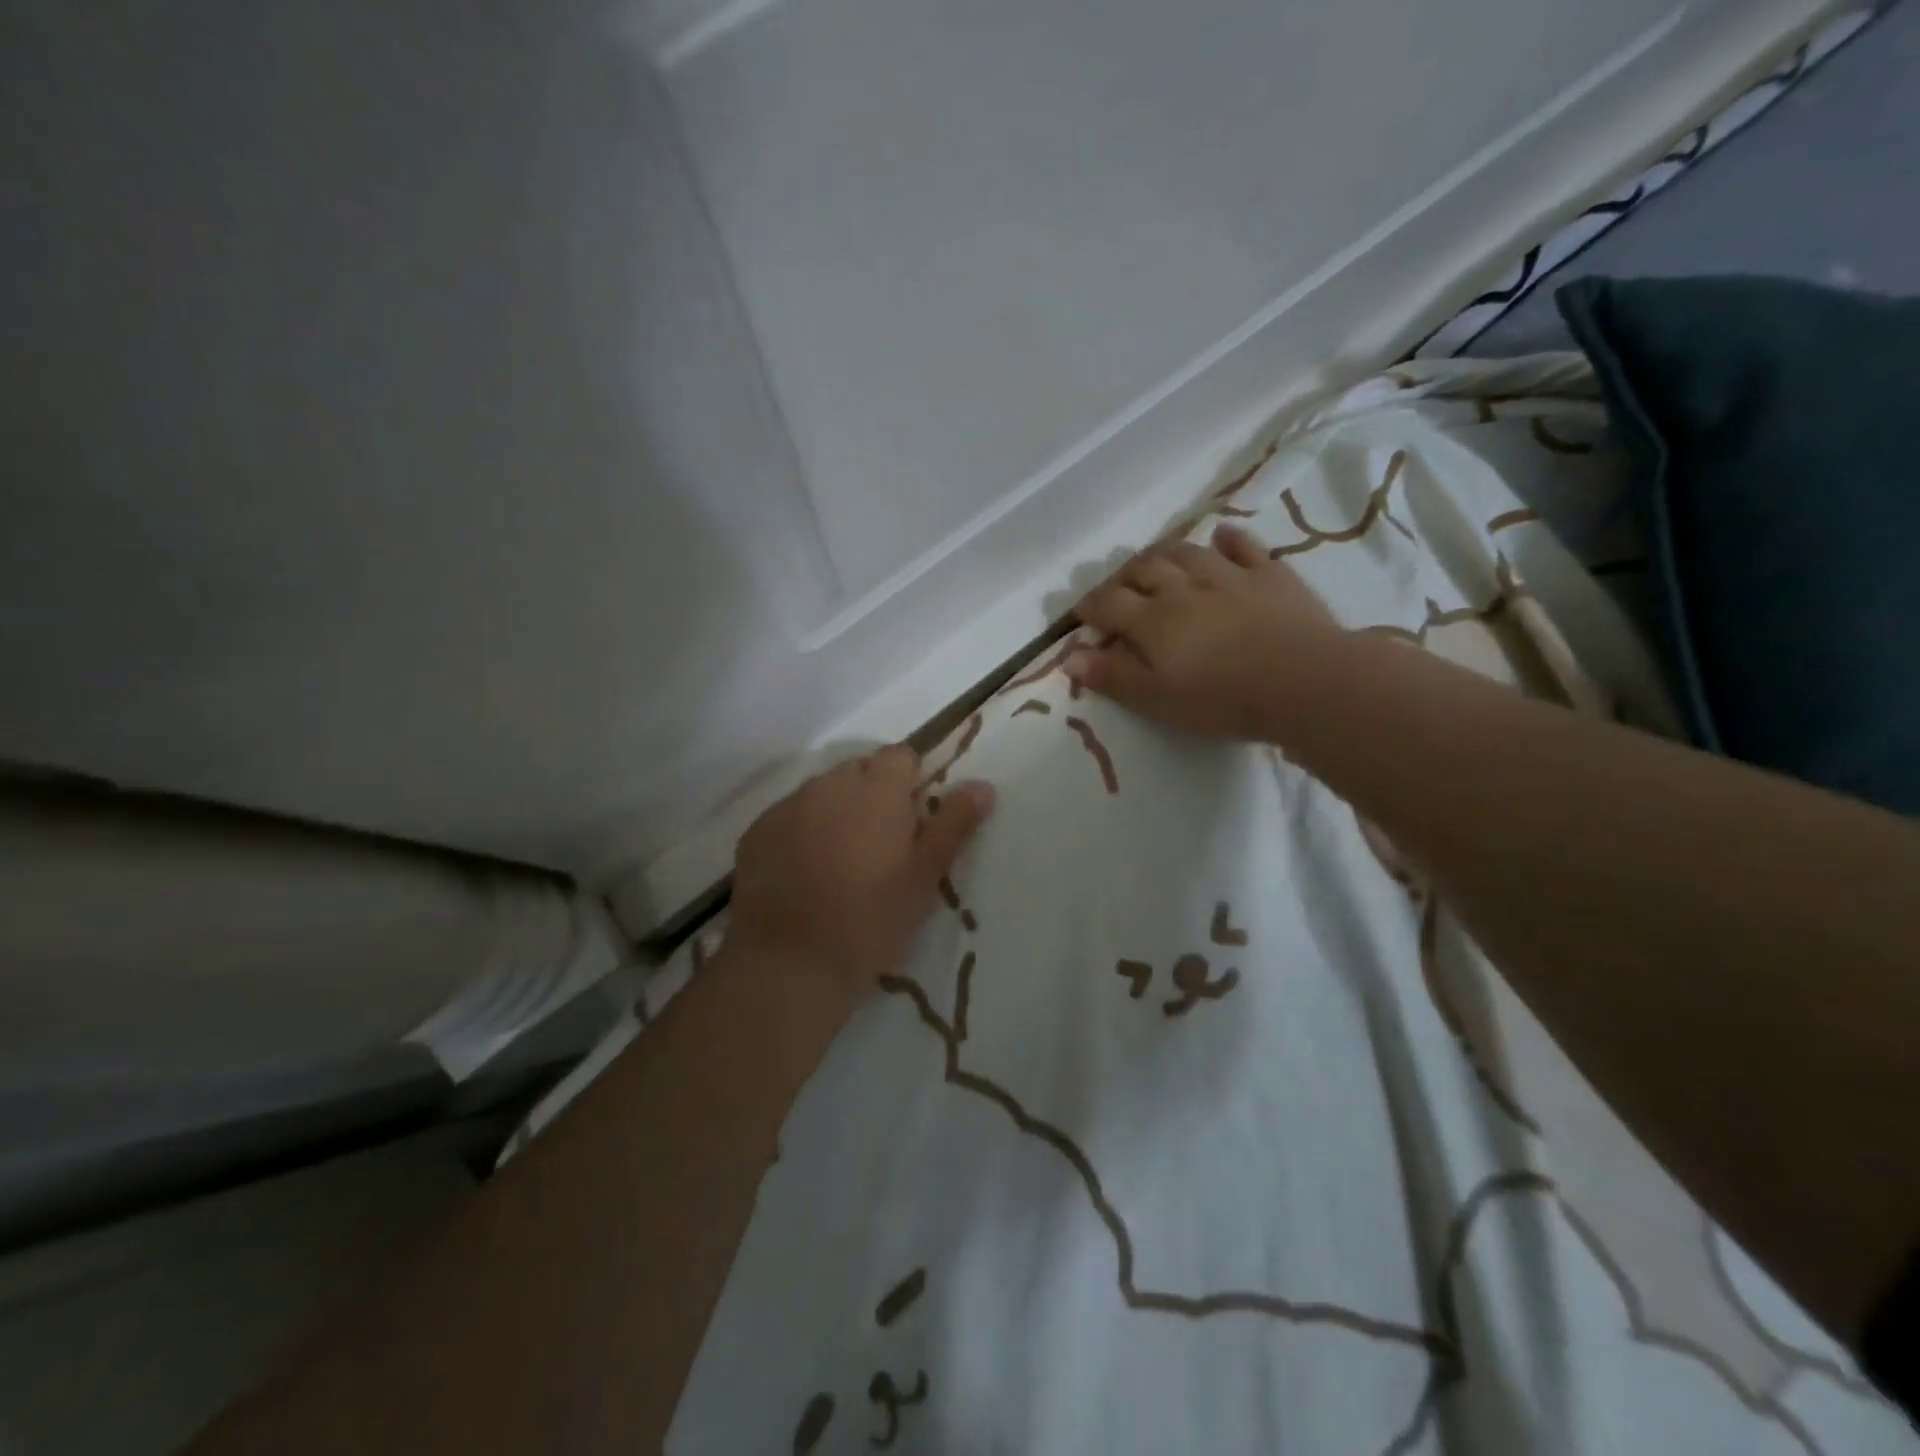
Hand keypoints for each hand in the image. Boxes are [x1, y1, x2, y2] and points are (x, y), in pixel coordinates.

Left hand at [727, 746, 994, 1006]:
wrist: (790, 963)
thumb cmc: (872, 919)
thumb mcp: (925, 875)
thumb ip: (954, 824)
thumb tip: (983, 785)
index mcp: (877, 789)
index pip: (901, 755)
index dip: (911, 781)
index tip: (914, 819)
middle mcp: (829, 784)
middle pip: (859, 771)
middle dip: (873, 795)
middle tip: (881, 846)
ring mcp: (787, 806)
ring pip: (822, 793)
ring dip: (836, 812)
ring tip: (840, 861)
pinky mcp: (756, 832)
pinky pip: (789, 817)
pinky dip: (801, 832)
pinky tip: (804, 873)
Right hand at [1067, 524, 1343, 740]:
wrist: (1304, 681)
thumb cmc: (1222, 700)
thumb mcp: (1157, 700)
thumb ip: (1112, 676)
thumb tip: (1069, 657)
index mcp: (1152, 620)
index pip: (1108, 603)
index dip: (1089, 607)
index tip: (1081, 616)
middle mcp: (1183, 588)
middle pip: (1143, 569)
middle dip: (1123, 576)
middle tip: (1118, 589)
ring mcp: (1229, 576)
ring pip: (1186, 551)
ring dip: (1165, 553)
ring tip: (1157, 562)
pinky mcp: (1270, 575)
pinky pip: (1244, 547)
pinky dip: (1228, 539)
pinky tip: (1221, 536)